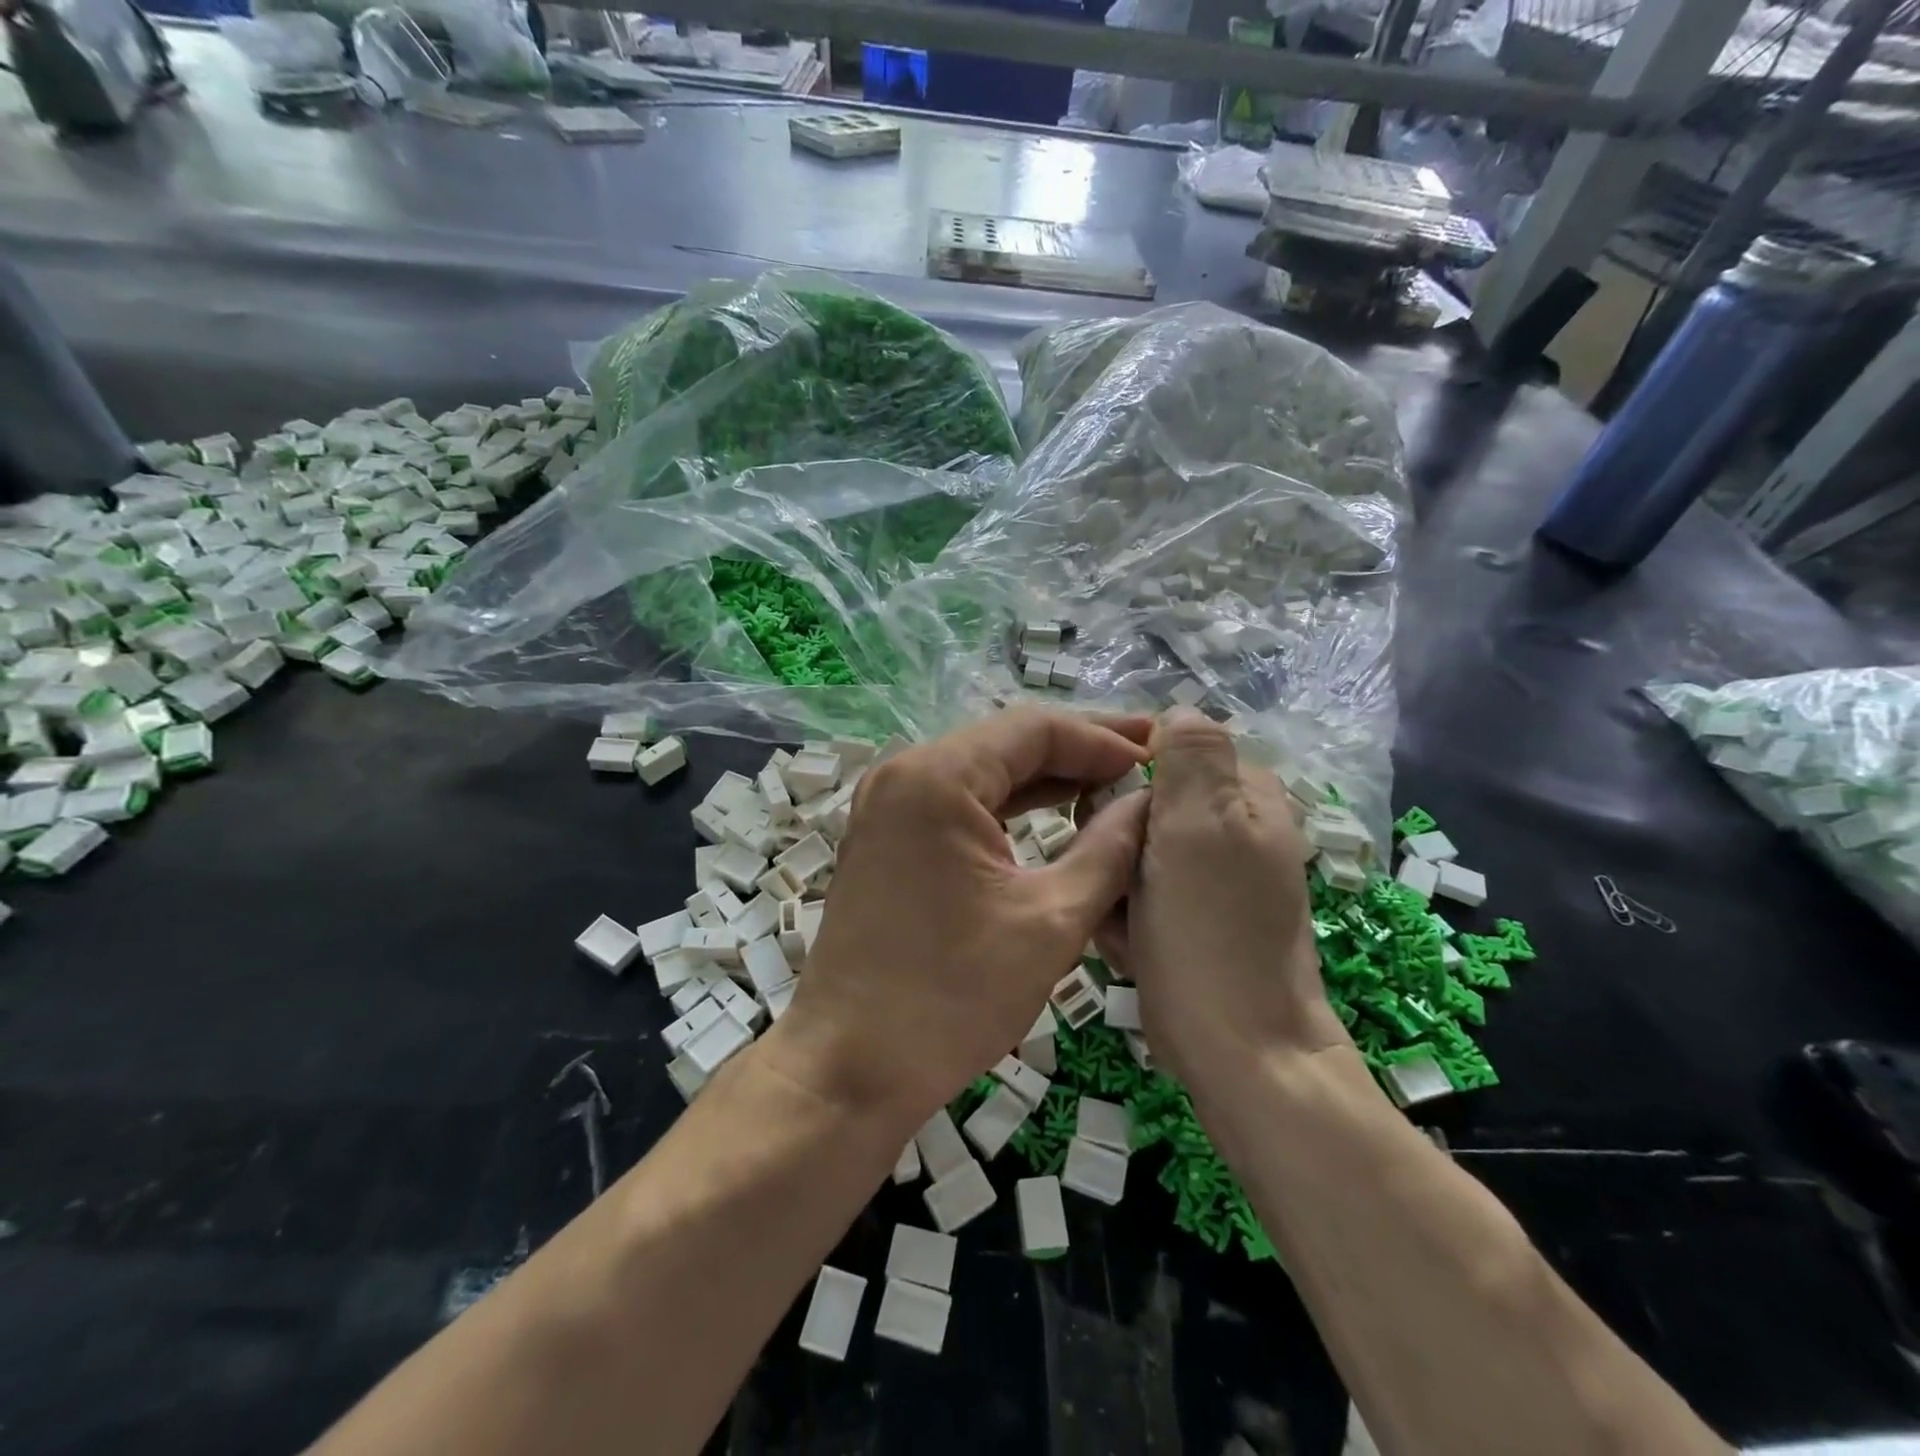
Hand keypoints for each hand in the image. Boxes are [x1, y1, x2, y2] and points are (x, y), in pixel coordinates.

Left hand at [765, 709, 1151, 1127]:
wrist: (849, 1069)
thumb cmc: (950, 999)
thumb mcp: (1050, 921)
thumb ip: (1110, 850)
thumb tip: (1148, 803)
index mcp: (936, 778)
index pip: (1034, 728)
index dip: (1104, 739)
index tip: (1160, 760)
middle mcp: (904, 773)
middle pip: (1007, 742)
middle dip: (1080, 750)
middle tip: (1149, 758)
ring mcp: (889, 804)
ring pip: (986, 771)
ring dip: (1050, 776)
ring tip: (1118, 781)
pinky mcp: (889, 836)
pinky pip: (962, 802)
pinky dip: (1013, 805)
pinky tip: (1062, 811)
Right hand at [1097, 710, 1349, 1089]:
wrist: (1239, 1053)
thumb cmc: (1211, 933)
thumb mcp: (1200, 826)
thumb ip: (1191, 755)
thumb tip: (1176, 710)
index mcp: (1247, 797)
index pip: (1168, 753)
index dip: (1126, 779)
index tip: (1104, 815)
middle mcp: (1235, 831)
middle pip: (1145, 806)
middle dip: (1117, 841)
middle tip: (1117, 880)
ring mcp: (1215, 880)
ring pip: (1135, 854)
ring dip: (1116, 884)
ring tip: (1123, 923)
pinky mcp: (1196, 921)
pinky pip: (1142, 896)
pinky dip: (1127, 918)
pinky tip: (1130, 946)